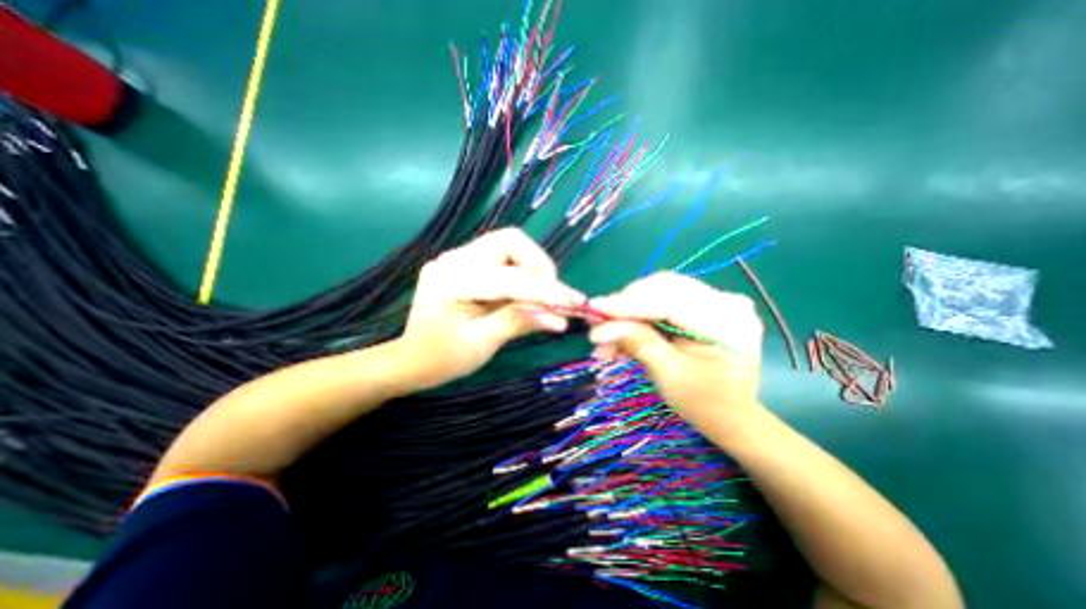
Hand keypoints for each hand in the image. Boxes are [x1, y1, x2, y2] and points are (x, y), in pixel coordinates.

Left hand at [398, 228, 584, 390]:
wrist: (411, 359)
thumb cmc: (442, 358)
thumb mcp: (482, 344)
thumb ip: (519, 323)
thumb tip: (560, 320)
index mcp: (453, 281)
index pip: (510, 277)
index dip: (546, 290)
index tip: (576, 302)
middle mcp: (454, 258)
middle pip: (510, 241)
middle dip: (539, 266)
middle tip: (551, 296)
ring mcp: (458, 257)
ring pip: (509, 245)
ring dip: (532, 268)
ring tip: (539, 297)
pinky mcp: (464, 262)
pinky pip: (502, 257)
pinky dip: (521, 273)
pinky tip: (523, 294)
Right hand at [586, 271, 760, 428]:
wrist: (732, 415)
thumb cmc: (705, 403)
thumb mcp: (669, 375)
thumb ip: (638, 343)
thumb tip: (600, 327)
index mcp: (727, 321)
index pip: (669, 300)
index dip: (628, 303)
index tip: (594, 308)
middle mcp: (725, 301)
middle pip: (662, 288)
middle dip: (626, 305)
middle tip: (597, 323)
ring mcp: (715, 299)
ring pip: (659, 291)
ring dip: (629, 311)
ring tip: (605, 333)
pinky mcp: (702, 304)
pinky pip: (663, 300)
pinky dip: (640, 314)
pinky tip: (621, 331)